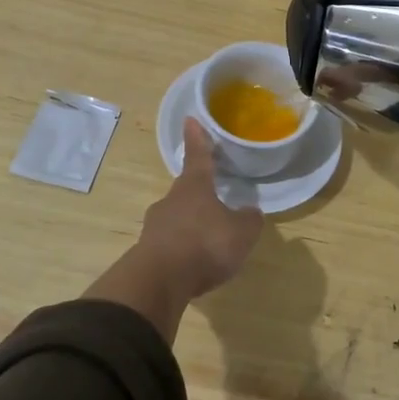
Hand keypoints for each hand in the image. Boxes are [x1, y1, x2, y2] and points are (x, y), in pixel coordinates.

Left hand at [86, 118, 263, 340]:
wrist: (159, 280)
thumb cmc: (205, 244)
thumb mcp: (242, 232)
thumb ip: (249, 219)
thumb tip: (250, 212)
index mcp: (194, 187)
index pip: (198, 156)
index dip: (198, 139)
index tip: (190, 119)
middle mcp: (171, 200)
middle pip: (187, 190)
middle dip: (199, 194)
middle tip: (214, 201)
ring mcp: (155, 226)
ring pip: (177, 218)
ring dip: (192, 225)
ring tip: (209, 241)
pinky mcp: (148, 252)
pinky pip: (171, 244)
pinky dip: (183, 249)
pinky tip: (195, 264)